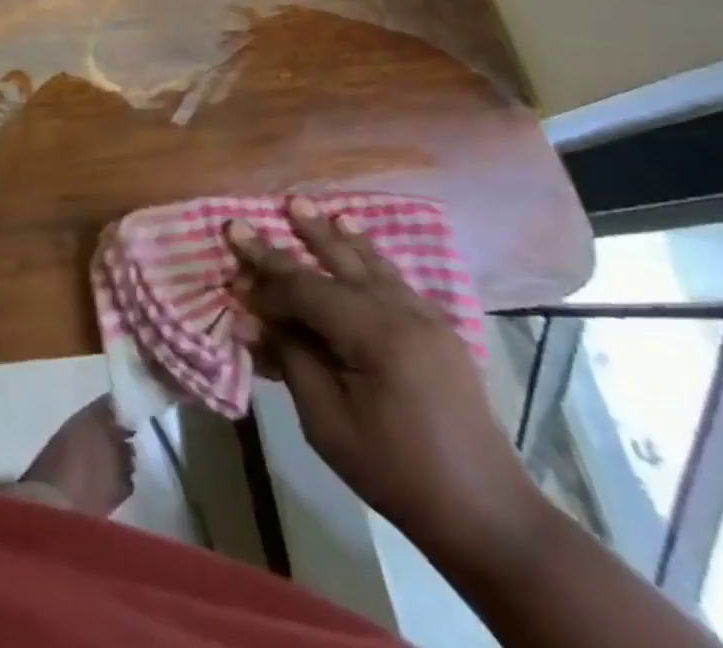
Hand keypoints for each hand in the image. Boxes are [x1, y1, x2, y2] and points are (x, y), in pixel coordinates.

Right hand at [227, 201, 548, 573]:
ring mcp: (426, 317)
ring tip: (302, 206)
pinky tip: (354, 235)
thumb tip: (253, 320)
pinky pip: (393, 277)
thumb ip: (290, 360)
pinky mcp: (438, 329)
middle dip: (293, 237)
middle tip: (256, 215)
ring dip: (331, 234)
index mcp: (376, 335)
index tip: (233, 274)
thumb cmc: (397, 473)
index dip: (266, 282)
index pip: (306, 290)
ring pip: (368, 261)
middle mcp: (403, 312)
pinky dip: (367, 253)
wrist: (489, 516)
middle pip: (337, 262)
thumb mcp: (328, 423)